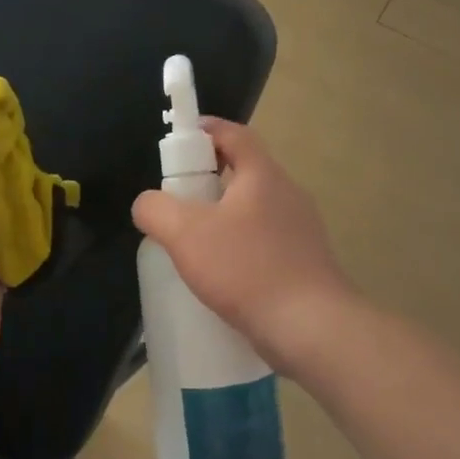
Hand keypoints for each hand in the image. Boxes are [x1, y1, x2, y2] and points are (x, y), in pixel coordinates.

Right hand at [132, 119, 352, 373]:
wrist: (312, 328)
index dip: (205, 130)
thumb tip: (147, 204)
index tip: (178, 141)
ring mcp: (301, 230)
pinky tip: (221, 277)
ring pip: (253, 210)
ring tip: (192, 243)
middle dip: (207, 179)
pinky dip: (239, 248)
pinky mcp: (305, 263)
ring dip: (223, 217)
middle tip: (176, 200)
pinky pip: (264, 243)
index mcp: (263, 175)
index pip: (234, 134)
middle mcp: (287, 194)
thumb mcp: (185, 234)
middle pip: (244, 171)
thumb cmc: (246, 269)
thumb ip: (156, 210)